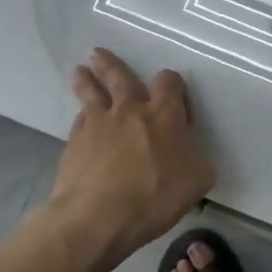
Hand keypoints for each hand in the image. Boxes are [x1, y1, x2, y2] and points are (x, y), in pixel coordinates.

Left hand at [43, 49, 214, 271]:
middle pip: (120, 77)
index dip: (174, 86)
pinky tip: (81, 121)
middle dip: (112, 65)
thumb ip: (197, 161)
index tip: (179, 104)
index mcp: (164, 114)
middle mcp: (130, 110)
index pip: (169, 82)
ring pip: (91, 93)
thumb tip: (191, 157)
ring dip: (87, 80)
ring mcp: (98, 124)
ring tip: (81, 70)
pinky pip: (79, 121)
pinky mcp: (73, 143)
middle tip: (100, 54)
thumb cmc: (154, 196)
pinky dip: (82, 117)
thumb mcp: (198, 181)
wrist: (96, 218)